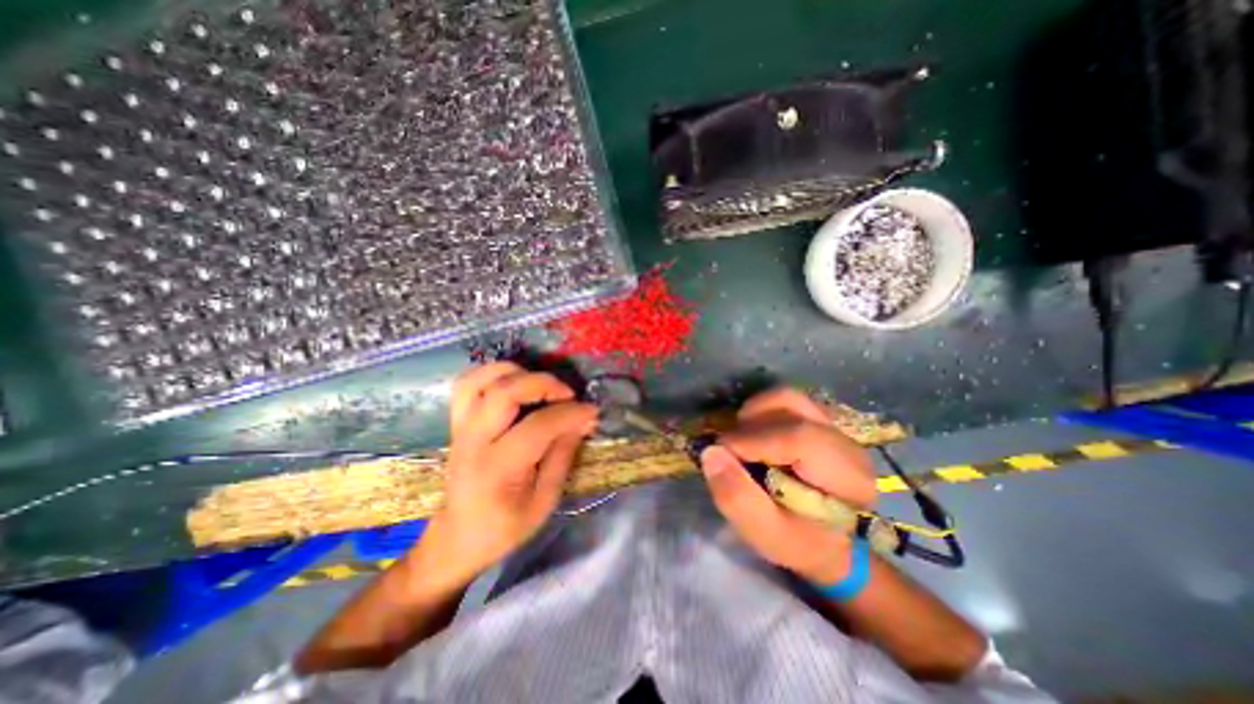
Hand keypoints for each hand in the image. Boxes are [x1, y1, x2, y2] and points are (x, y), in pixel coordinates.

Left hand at [415, 359, 598, 589]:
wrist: (457, 538)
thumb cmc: (504, 527)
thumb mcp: (544, 501)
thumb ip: (563, 455)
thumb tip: (583, 420)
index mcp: (498, 469)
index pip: (538, 426)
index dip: (570, 413)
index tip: (591, 411)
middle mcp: (474, 441)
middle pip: (504, 392)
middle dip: (543, 383)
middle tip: (567, 393)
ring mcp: (460, 428)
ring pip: (480, 380)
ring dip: (516, 372)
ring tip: (540, 384)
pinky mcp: (457, 422)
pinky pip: (467, 383)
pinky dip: (492, 373)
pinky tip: (514, 381)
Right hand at [700, 388, 872, 584]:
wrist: (830, 540)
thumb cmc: (800, 542)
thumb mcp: (766, 534)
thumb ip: (737, 498)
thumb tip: (711, 452)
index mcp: (847, 477)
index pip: (798, 438)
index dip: (751, 441)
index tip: (721, 454)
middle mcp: (846, 442)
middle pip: (791, 408)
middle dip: (750, 424)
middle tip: (731, 449)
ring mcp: (834, 427)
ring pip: (787, 398)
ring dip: (755, 413)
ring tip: (742, 439)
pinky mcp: (820, 420)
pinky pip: (786, 402)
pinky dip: (762, 411)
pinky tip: (755, 435)